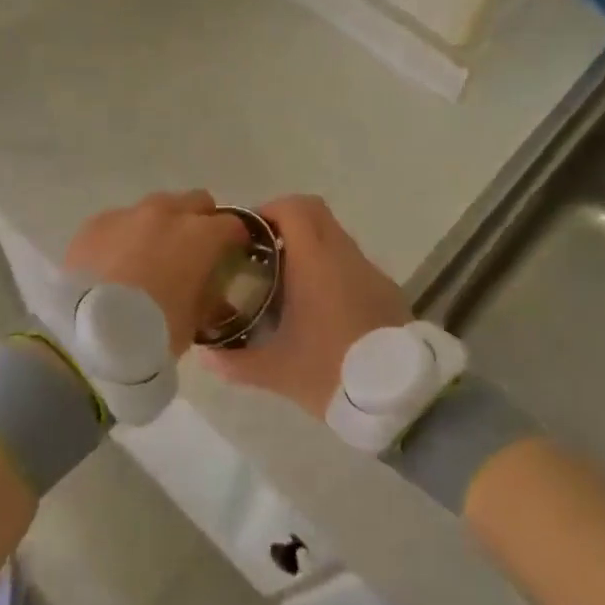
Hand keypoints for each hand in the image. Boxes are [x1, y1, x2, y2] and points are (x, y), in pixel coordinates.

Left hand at [64, 191, 248, 355]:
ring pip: (156, 206)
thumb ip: (209, 299)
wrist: (88, 334)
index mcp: (201, 236)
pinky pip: (120, 220)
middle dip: (200, 220)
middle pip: (196, 202)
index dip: (235, 240)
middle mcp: (167, 214)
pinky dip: (126, 234)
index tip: (232, 255)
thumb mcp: (194, 322)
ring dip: (161, 224)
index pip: (233, 225)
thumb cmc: (154, 332)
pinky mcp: (95, 223)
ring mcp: (128, 214)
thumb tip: (214, 295)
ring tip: (150, 255)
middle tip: (193, 250)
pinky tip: (116, 261)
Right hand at [201, 195, 408, 418]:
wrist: (400, 396)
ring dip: (309, 246)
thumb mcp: (277, 372)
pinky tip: (319, 305)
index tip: (246, 233)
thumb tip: (204, 356)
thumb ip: (235, 362)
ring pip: (335, 237)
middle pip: (315, 213)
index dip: (266, 210)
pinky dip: (331, 268)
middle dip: (286, 221)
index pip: (292, 208)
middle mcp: (345, 255)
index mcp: (316, 261)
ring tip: (286, 281)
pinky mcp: (386, 289)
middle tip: (262, 251)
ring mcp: (370, 271)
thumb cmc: (332, 372)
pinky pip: (352, 263)